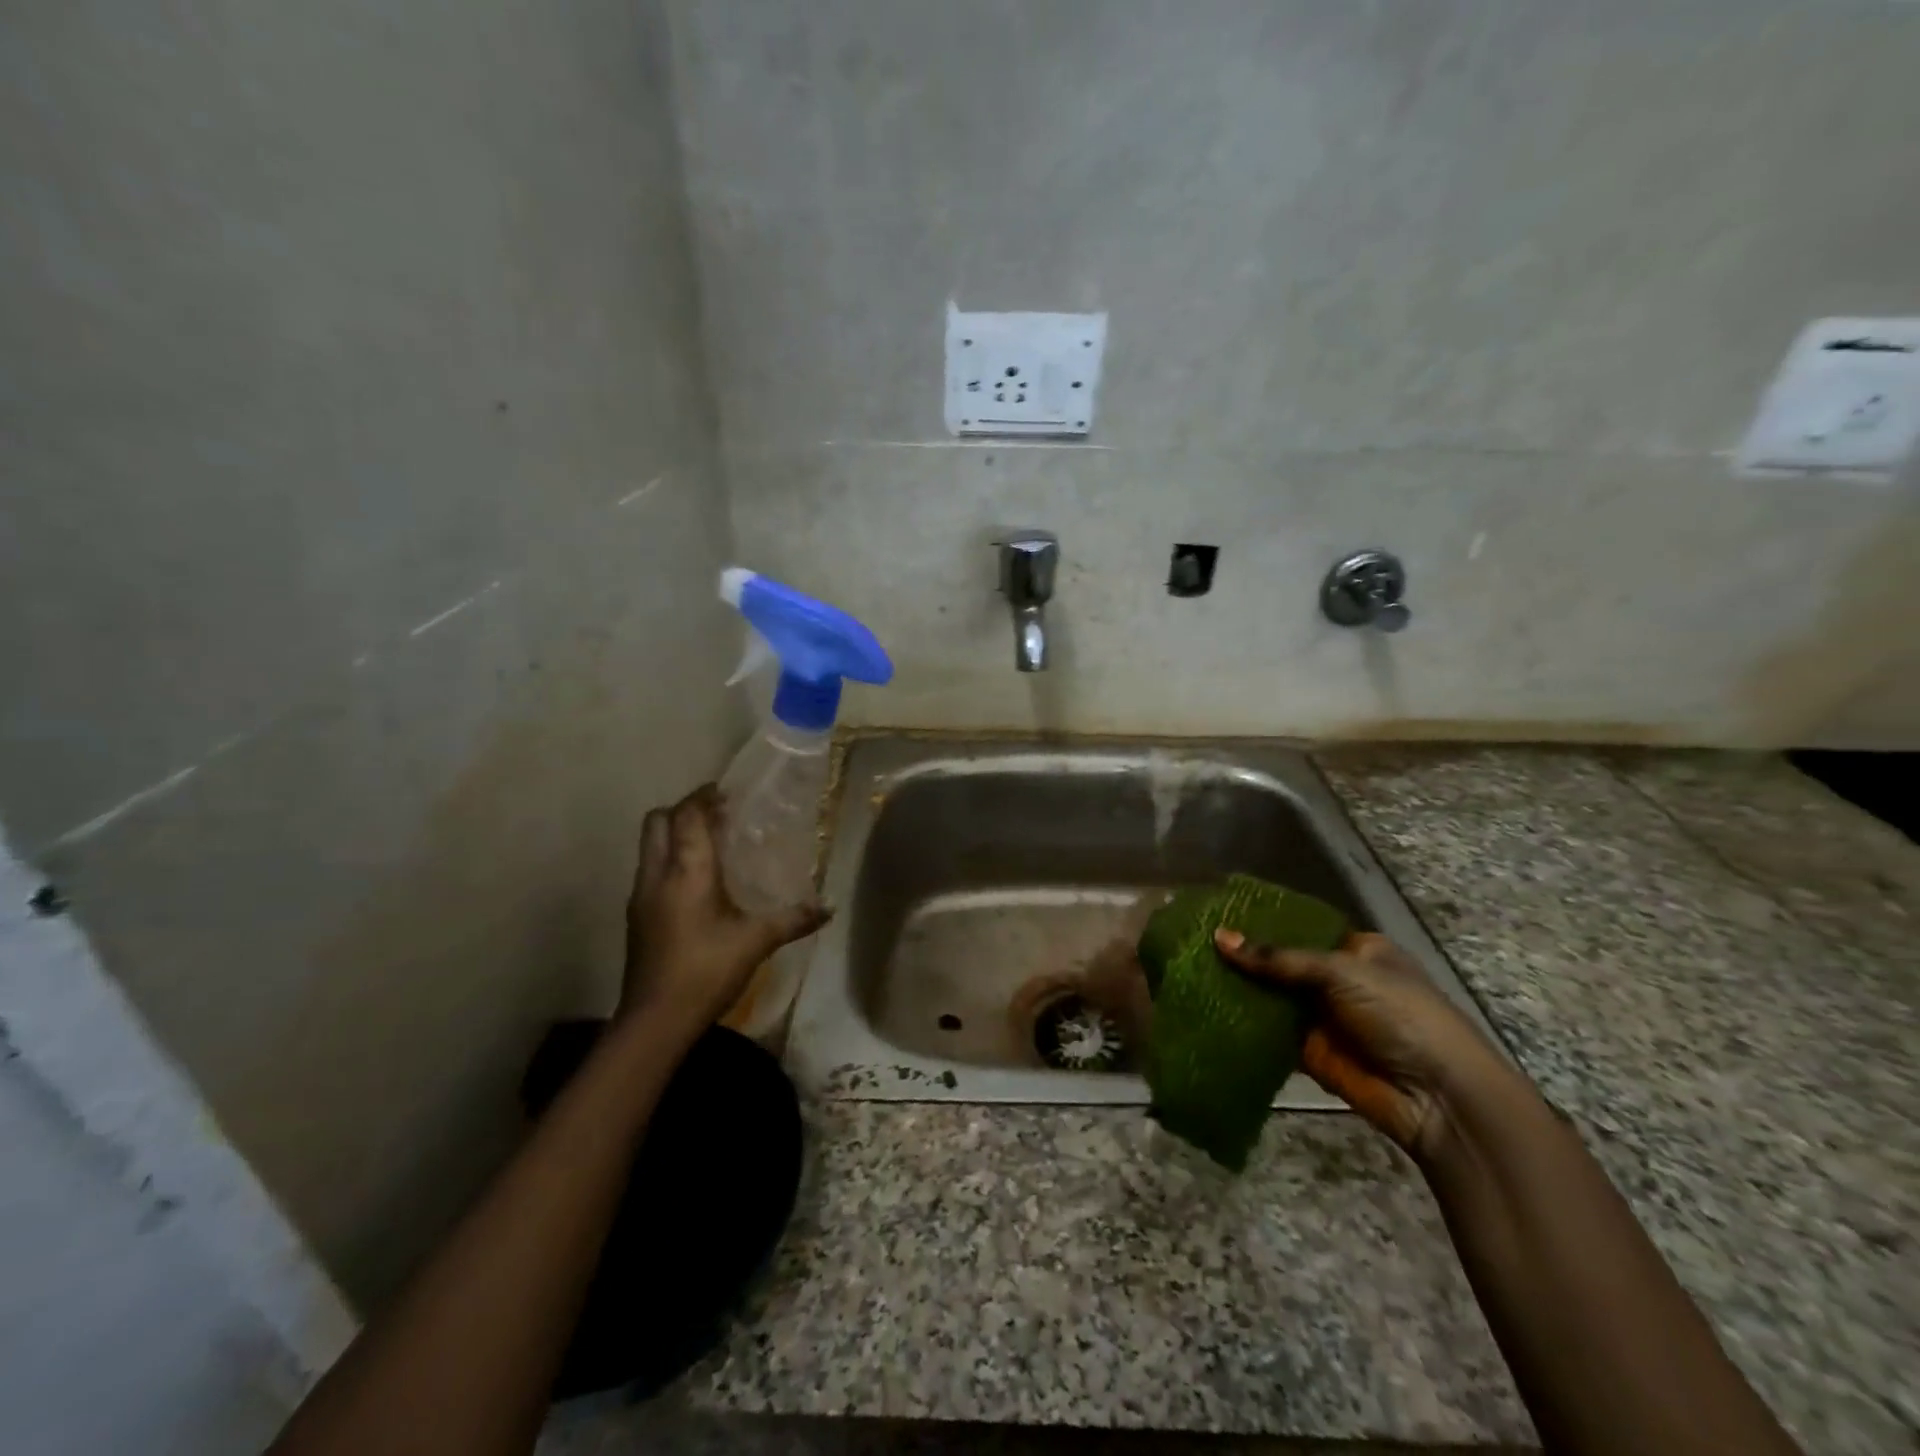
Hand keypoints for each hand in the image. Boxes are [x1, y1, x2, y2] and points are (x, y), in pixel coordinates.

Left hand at [621, 785, 828, 1037]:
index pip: (687, 815)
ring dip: (675, 835)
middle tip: (718, 816)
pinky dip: (671, 860)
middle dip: (684, 810)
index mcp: (687, 870)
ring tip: (712, 845)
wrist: (655, 1020)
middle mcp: (657, 874)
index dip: (704, 797)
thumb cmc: (707, 971)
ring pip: (650, 845)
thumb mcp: (757, 942)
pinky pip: (651, 870)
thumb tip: (830, 907)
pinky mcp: (637, 916)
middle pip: (658, 821)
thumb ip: (794, 919)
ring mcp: (641, 895)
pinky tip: (698, 883)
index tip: (727, 792)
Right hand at [1212, 929, 1514, 1161]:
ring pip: (1271, 997)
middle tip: (1193, 940)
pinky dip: (1242, 1024)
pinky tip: (1204, 1008)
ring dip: (1238, 988)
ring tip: (1189, 969)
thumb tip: (1219, 938)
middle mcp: (1336, 980)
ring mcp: (1322, 1017)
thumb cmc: (1400, 1014)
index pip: (1299, 927)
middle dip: (1244, 955)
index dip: (1262, 920)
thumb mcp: (1342, 972)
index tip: (1218, 911)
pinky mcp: (1309, 1053)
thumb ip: (1279, 958)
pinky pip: (1269, 1033)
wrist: (1438, 1097)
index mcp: (1356, 949)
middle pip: (1281, 962)